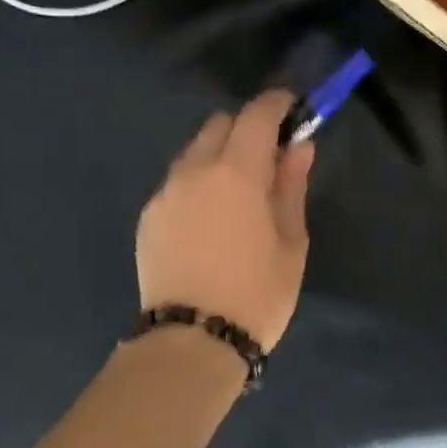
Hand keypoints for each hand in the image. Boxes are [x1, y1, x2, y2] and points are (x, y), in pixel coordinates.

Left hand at [137, 90, 313, 350]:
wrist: (193, 342)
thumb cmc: (257, 292)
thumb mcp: (291, 241)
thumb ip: (292, 186)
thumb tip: (298, 147)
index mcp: (235, 172)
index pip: (256, 115)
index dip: (277, 105)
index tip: (293, 110)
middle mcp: (193, 171)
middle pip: (220, 125)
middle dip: (247, 129)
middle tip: (270, 160)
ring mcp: (164, 194)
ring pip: (194, 153)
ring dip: (220, 157)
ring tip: (239, 195)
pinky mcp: (149, 218)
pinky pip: (178, 183)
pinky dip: (199, 184)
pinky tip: (212, 220)